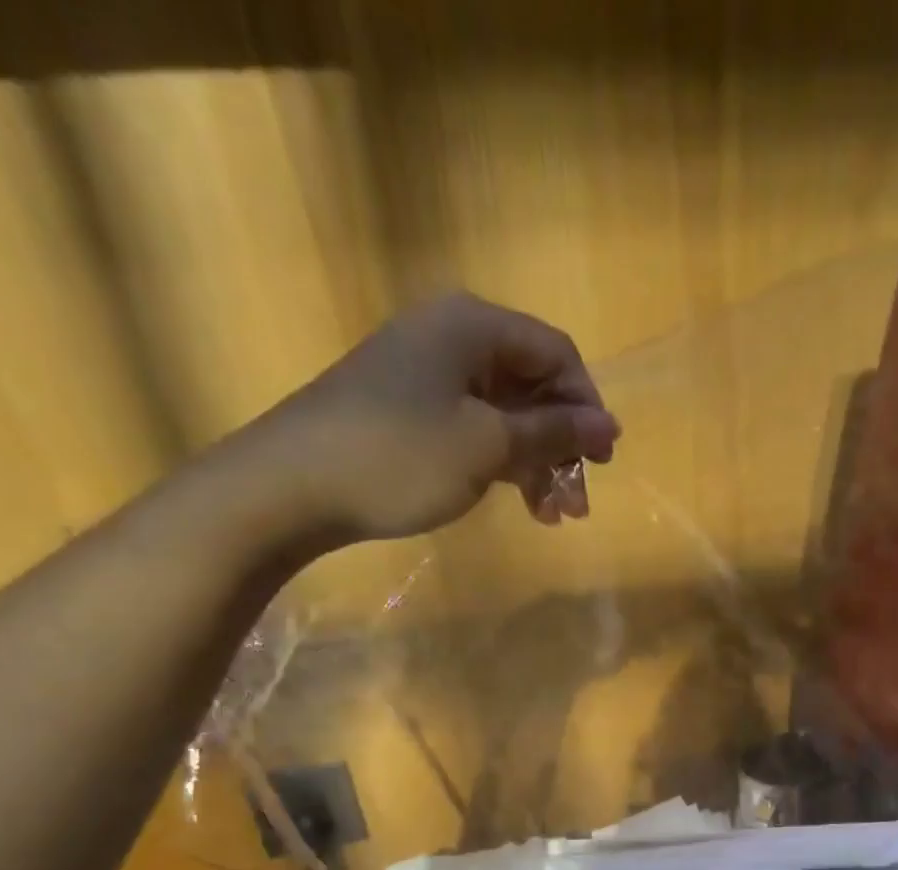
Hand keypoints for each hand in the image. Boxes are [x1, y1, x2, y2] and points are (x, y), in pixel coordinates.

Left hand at [201, 293, 619, 546]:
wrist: (290, 487)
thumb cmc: (399, 456)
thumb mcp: (487, 446)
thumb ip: (553, 433)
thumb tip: (608, 426)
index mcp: (472, 326)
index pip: (556, 354)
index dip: (587, 407)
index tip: (602, 462)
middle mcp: (450, 337)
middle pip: (531, 385)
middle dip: (561, 446)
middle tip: (578, 503)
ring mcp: (424, 373)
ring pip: (503, 413)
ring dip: (535, 463)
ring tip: (550, 516)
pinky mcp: (405, 408)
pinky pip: (471, 427)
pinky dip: (499, 463)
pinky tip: (514, 501)